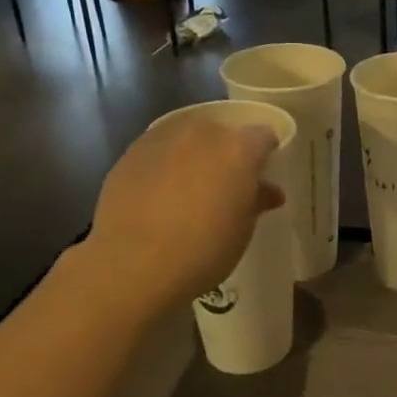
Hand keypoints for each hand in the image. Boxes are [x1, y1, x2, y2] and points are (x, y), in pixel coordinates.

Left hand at [80, 113, 283, 304]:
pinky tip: (160, 195)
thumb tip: (266, 192)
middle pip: (222, 132)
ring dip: (193, 156)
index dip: (264, 155)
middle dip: (227, 153)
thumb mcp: (243, 228)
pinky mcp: (130, 154)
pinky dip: (164, 166)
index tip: (260, 177)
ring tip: (189, 189)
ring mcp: (162, 139)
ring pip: (187, 139)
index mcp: (238, 148)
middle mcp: (201, 133)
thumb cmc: (204, 249)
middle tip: (225, 185)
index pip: (263, 136)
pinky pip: (158, 152)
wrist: (134, 264)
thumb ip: (256, 200)